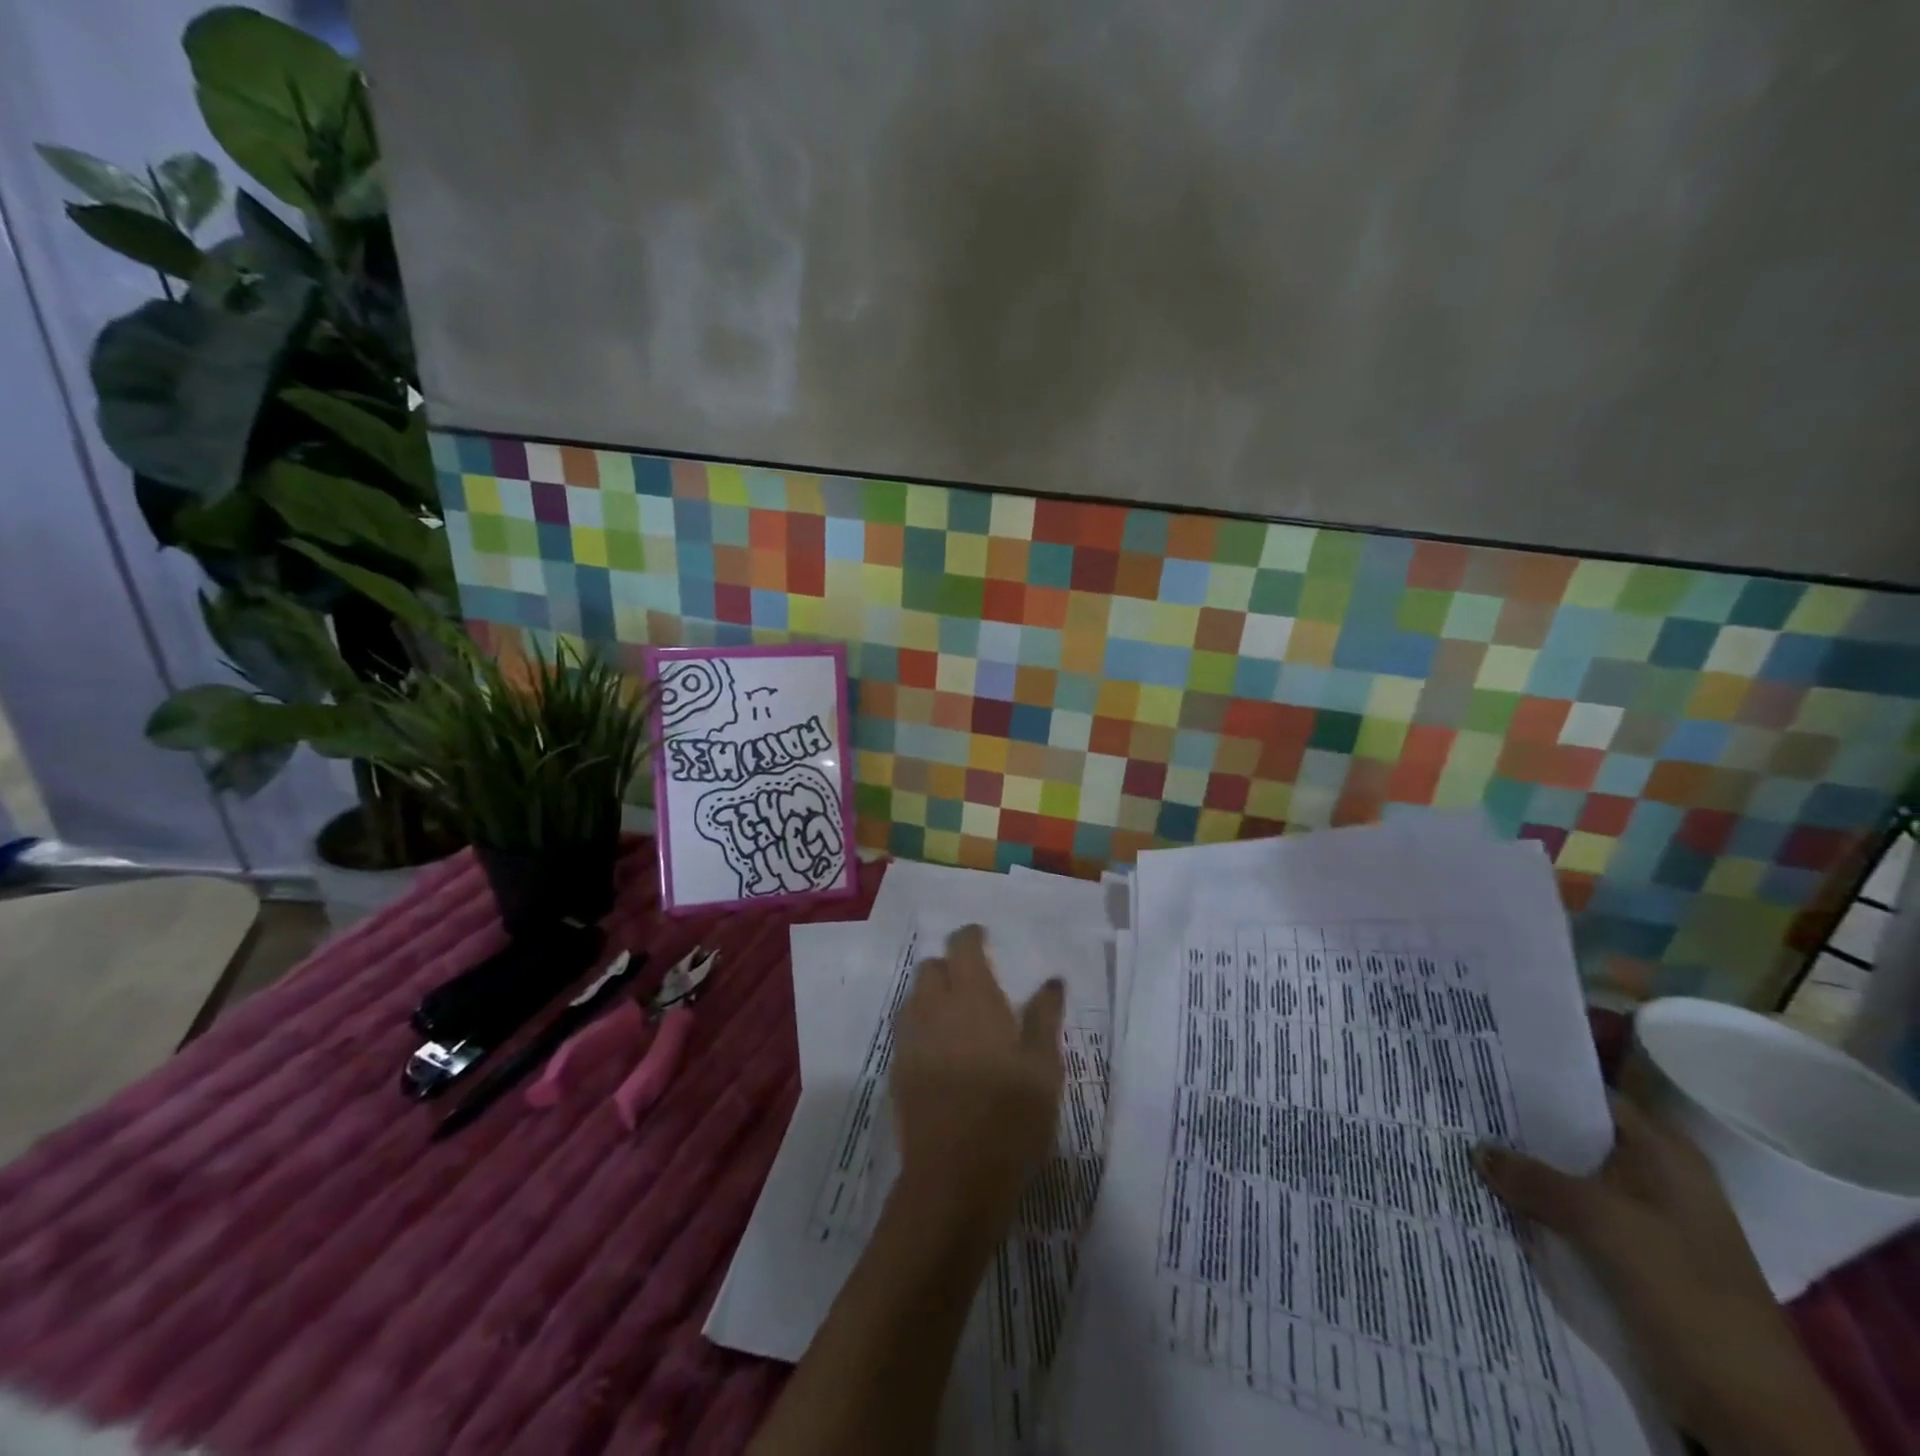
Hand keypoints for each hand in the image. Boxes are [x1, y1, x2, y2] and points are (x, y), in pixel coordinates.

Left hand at [889, 925, 1065, 1236]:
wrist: (955, 1179)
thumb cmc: (1010, 1117)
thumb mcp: (1043, 1067)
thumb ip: (1044, 1017)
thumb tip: (1051, 981)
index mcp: (971, 998)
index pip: (961, 947)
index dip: (970, 937)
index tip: (984, 938)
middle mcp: (933, 1008)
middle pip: (931, 968)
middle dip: (950, 966)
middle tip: (975, 984)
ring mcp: (910, 1039)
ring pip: (915, 997)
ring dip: (933, 995)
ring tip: (959, 1017)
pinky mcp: (898, 1070)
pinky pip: (907, 1029)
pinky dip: (923, 1025)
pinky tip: (943, 1051)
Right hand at [1475, 1094, 1860, 1455]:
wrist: (1748, 1406)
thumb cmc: (1683, 1291)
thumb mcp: (1602, 1224)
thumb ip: (1535, 1180)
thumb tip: (1477, 1150)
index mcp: (1665, 1154)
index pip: (1589, 1095)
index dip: (1537, 1082)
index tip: (1480, 1070)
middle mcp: (1657, 1177)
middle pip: (1576, 1138)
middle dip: (1521, 1129)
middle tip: (1458, 1108)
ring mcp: (1648, 1221)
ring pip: (1571, 1179)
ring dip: (1527, 1173)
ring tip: (1464, 1149)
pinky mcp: (1635, 1258)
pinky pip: (1576, 1217)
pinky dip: (1541, 1209)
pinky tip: (1496, 1201)